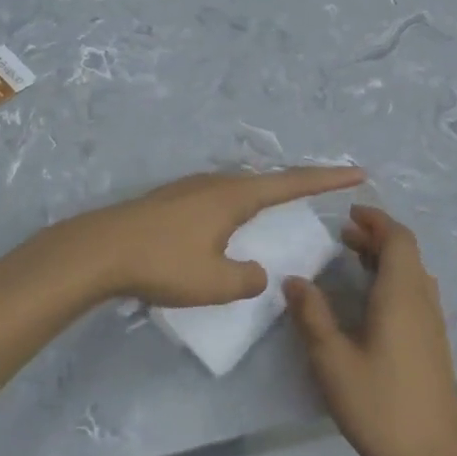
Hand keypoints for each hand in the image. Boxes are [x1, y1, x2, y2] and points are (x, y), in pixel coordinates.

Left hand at [60, 167, 365, 307]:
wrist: (99, 250)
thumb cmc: (163, 263)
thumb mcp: (214, 284)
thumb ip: (247, 280)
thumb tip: (256, 273)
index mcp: (236, 196)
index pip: (293, 183)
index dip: (328, 179)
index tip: (357, 172)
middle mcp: (218, 183)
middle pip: (268, 180)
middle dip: (297, 185)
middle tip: (323, 190)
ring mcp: (192, 187)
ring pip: (240, 187)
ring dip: (264, 196)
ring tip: (279, 208)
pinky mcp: (172, 198)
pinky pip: (219, 197)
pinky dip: (238, 206)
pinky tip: (227, 223)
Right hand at [283, 206, 456, 455]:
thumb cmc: (380, 404)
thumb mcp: (333, 361)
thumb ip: (312, 316)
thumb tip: (294, 280)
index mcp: (402, 293)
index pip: (398, 238)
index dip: (376, 220)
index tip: (349, 213)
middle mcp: (422, 299)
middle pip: (406, 252)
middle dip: (376, 237)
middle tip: (342, 236)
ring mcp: (433, 322)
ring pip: (413, 272)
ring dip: (385, 258)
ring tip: (352, 262)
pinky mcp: (434, 342)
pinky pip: (416, 292)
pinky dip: (393, 279)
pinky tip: (371, 302)